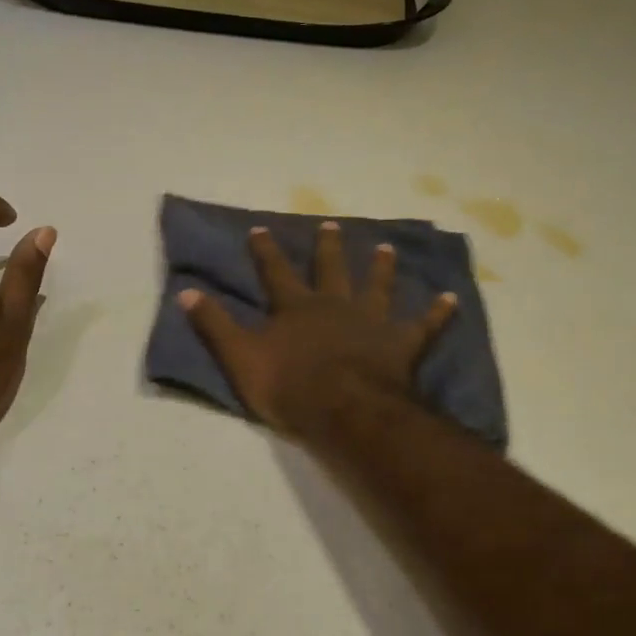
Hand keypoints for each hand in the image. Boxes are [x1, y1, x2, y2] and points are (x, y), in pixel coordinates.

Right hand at [179, 221, 456, 439]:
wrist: (344, 410)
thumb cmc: (289, 387)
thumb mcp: (240, 357)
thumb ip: (214, 325)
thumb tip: (185, 292)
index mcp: (296, 308)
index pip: (276, 271)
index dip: (266, 251)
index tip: (260, 228)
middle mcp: (335, 305)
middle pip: (331, 270)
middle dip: (328, 247)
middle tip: (330, 225)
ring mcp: (371, 322)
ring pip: (377, 287)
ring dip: (380, 268)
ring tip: (386, 248)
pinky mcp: (400, 344)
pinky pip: (423, 326)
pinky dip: (437, 313)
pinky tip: (450, 298)